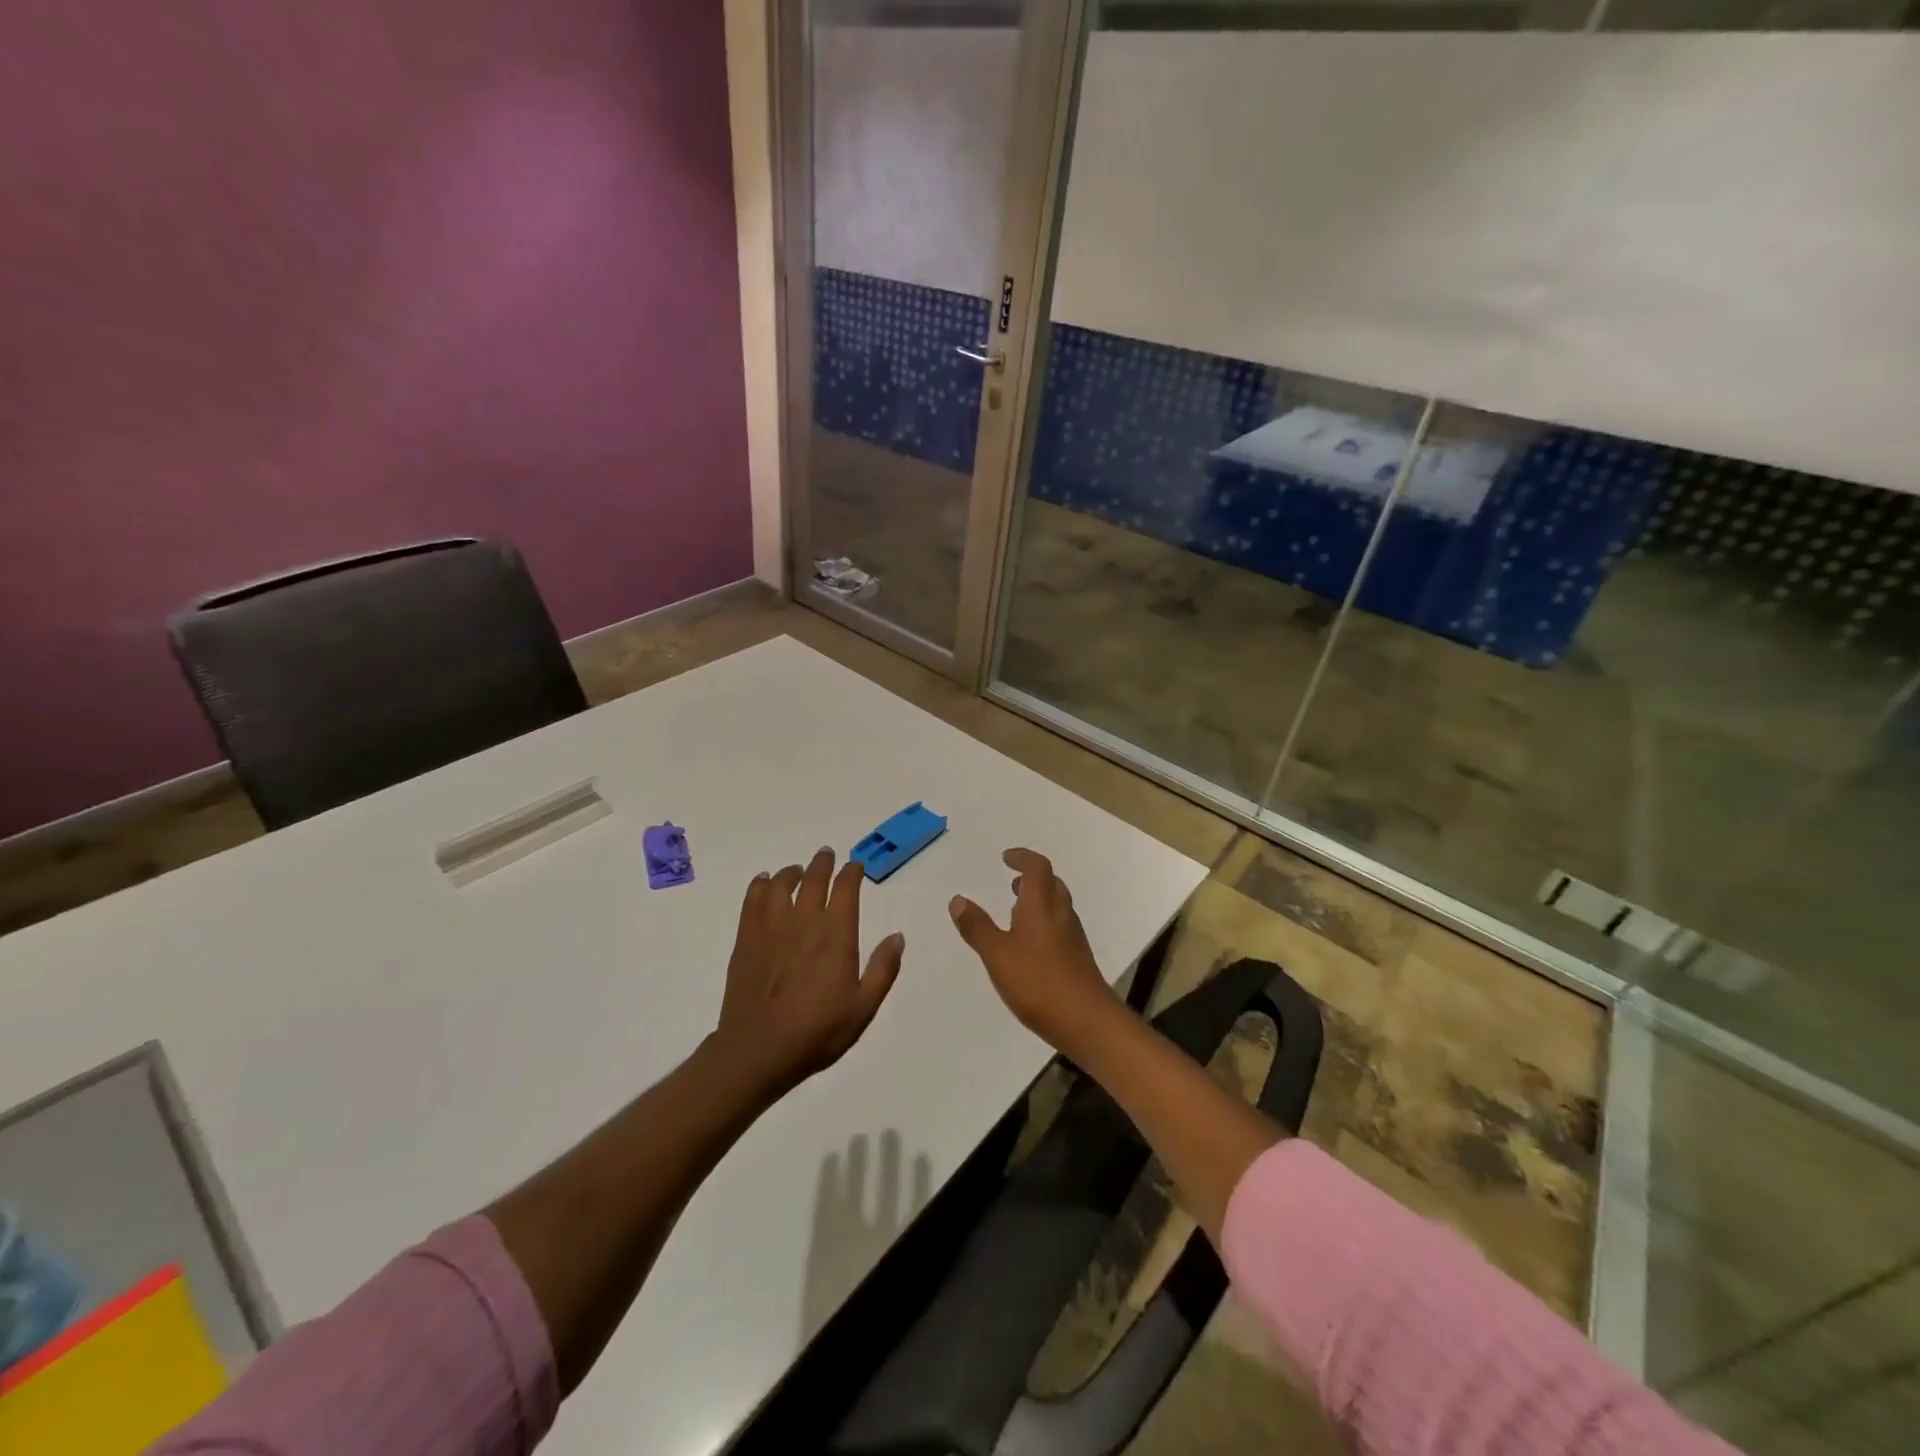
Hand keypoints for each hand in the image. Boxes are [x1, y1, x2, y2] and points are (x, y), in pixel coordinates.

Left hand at [714, 848, 904, 1098]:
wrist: (759, 1050)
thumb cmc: (817, 1032)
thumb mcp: (863, 1008)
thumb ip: (883, 969)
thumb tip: (898, 936)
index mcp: (836, 934)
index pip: (846, 889)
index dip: (852, 872)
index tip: (855, 866)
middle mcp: (805, 921)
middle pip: (814, 879)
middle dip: (823, 864)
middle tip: (826, 854)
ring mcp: (772, 927)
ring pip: (781, 884)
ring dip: (792, 872)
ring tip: (797, 870)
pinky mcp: (747, 939)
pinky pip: (753, 900)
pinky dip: (760, 885)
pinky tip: (764, 883)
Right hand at [948, 848, 1118, 1052]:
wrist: (1088, 1022)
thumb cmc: (1039, 982)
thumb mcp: (997, 954)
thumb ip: (977, 927)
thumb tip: (958, 899)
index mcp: (1042, 906)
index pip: (1037, 867)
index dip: (1022, 858)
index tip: (1006, 858)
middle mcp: (1061, 914)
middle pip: (1051, 884)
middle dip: (1032, 878)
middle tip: (1013, 882)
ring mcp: (1073, 938)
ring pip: (1057, 906)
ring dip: (1038, 900)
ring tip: (1016, 911)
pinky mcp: (1077, 959)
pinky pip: (1060, 926)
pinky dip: (1044, 922)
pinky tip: (1030, 945)